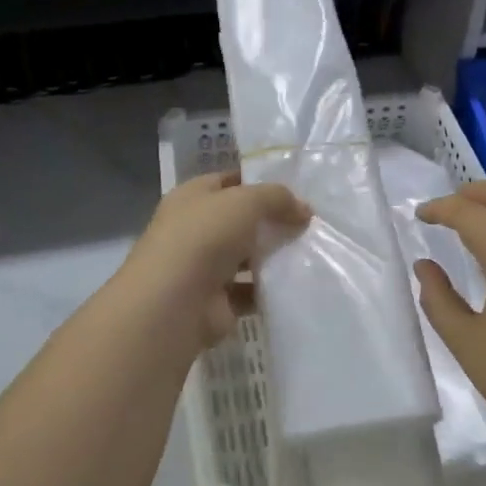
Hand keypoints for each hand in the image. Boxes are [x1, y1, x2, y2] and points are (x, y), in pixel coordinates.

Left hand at [123, 171, 308, 345]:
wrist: (174, 303)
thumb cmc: (204, 237)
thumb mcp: (245, 201)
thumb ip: (277, 198)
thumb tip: (304, 210)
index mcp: (192, 198)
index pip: (229, 182)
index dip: (259, 182)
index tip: (296, 189)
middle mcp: (195, 230)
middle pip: (241, 221)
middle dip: (273, 222)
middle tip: (311, 223)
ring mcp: (205, 268)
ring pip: (248, 257)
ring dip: (274, 257)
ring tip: (311, 252)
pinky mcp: (218, 302)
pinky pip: (251, 291)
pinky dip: (270, 290)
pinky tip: (297, 284)